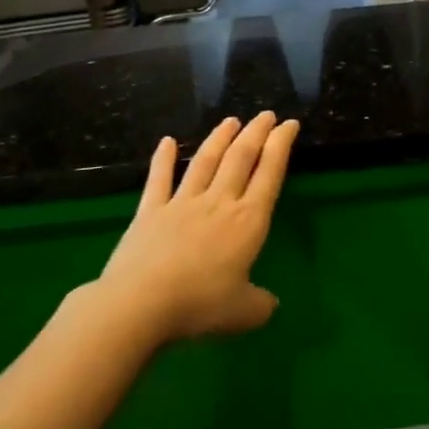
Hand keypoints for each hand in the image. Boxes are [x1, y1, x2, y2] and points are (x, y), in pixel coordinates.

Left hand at [96, 112, 298, 344]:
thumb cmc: (199, 306)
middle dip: (256, 133)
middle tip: (265, 115)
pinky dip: (162, 159)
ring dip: (219, 138)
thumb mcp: (244, 314)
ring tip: (230, 120)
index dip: (281, 146)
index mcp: (247, 221)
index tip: (289, 124)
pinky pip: (159, 180)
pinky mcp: (150, 212)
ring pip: (205, 162)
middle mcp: (218, 203)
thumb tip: (269, 304)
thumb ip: (261, 304)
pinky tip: (166, 141)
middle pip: (240, 158)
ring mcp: (182, 203)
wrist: (139, 304)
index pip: (270, 174)